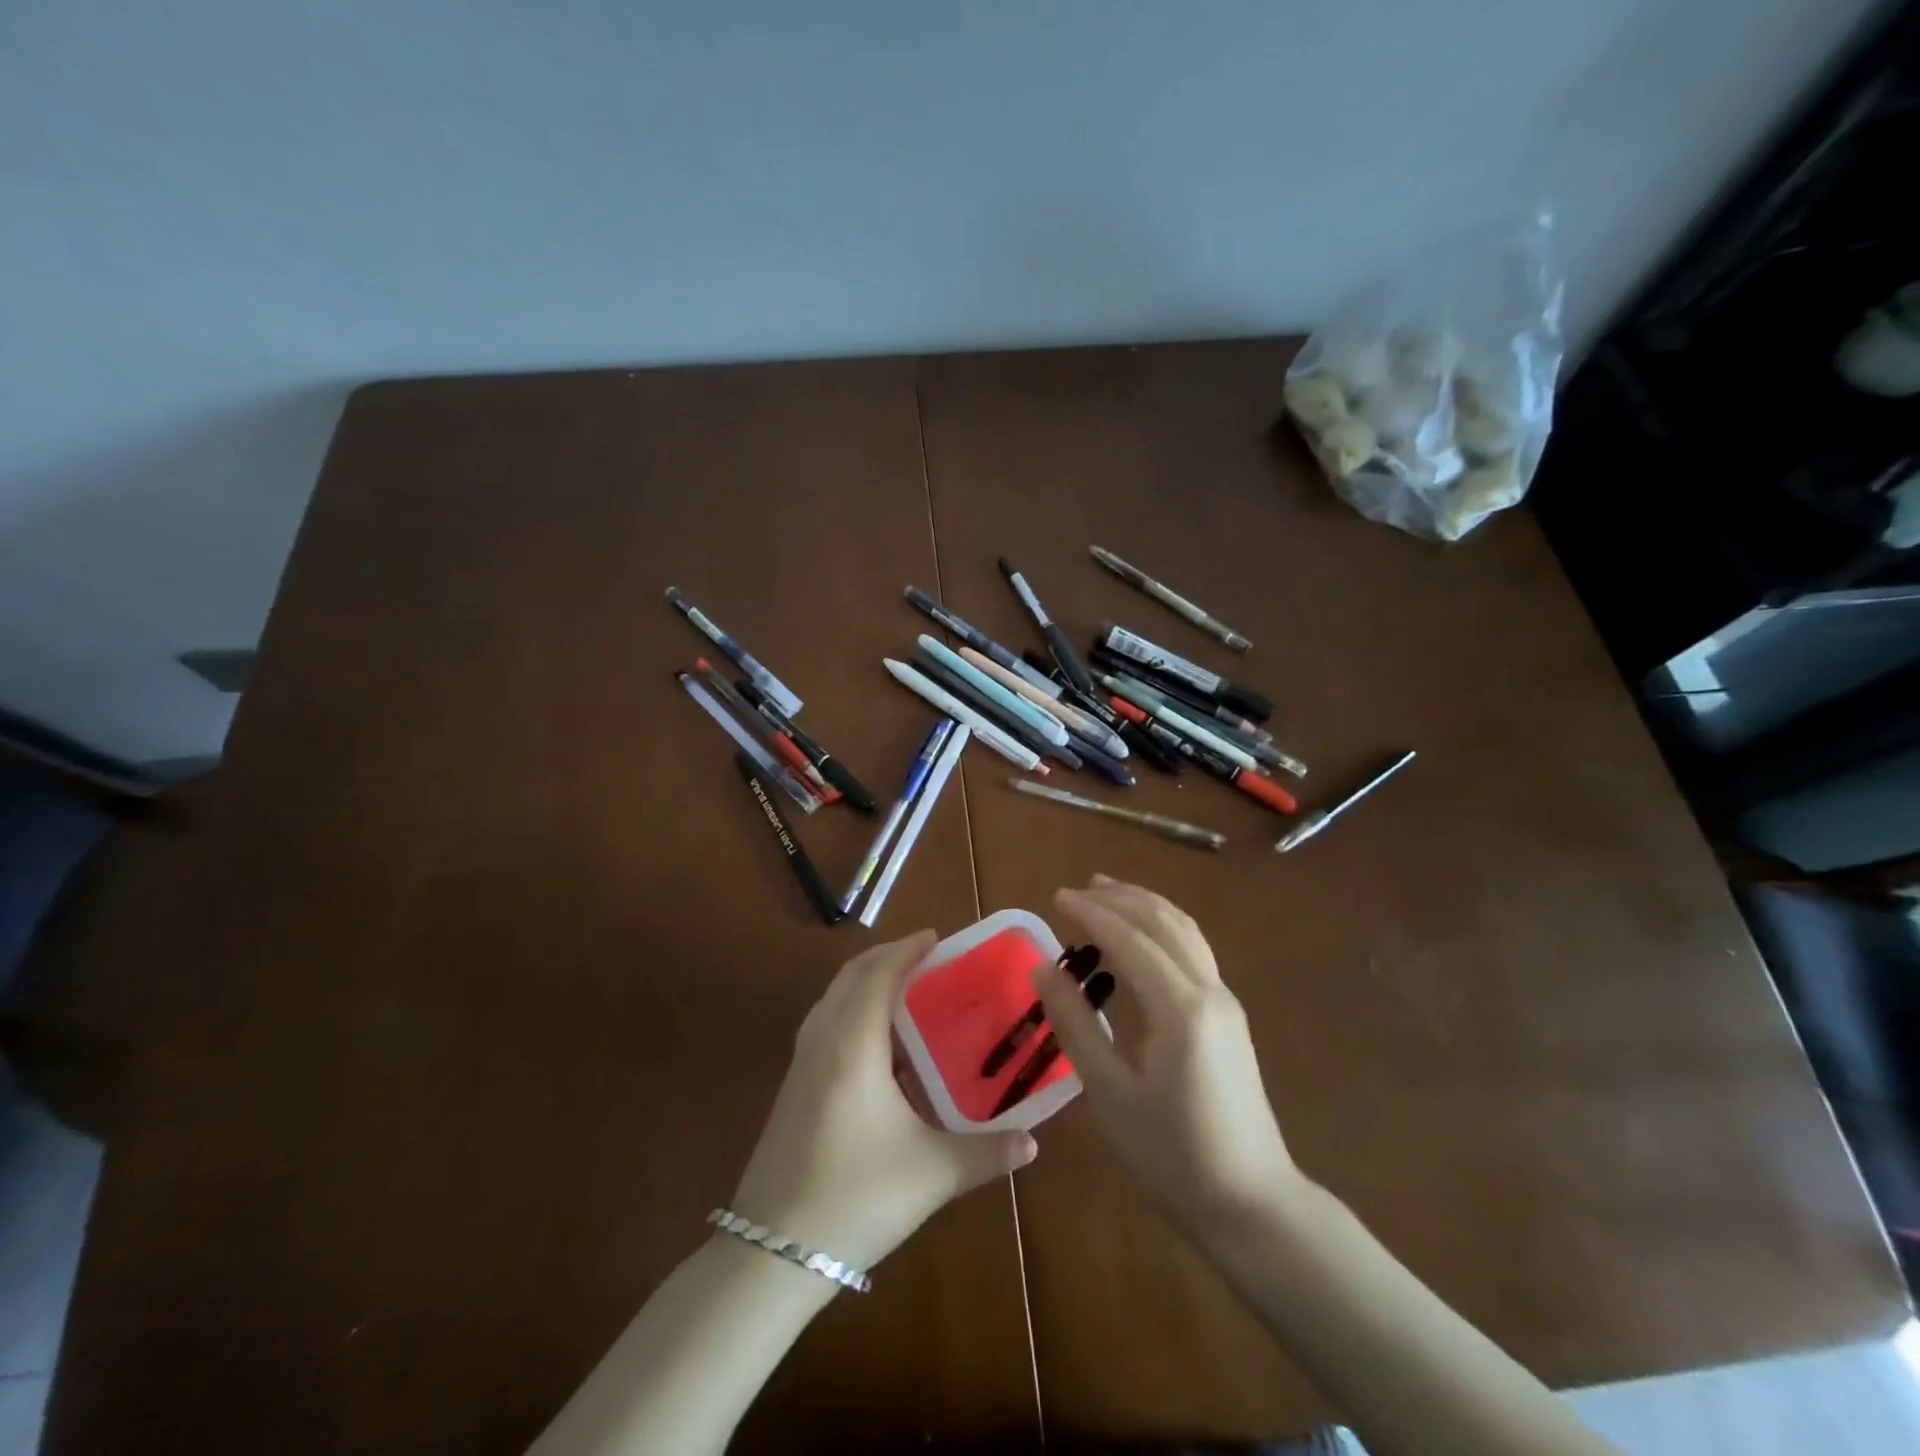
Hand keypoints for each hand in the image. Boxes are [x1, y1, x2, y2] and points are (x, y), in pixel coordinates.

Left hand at [730, 931, 1037, 1271]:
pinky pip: (822, 1023)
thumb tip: (1033, 1142)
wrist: (770, 1255)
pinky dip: (848, 1007)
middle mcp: (822, 1041)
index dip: (906, 949)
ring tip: (901, 989)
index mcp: (854, 1045)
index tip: (935, 937)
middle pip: (850, 976)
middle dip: (885, 956)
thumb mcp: (932, 1175)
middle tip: (924, 957)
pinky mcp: (790, 1089)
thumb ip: (987, 1153)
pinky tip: (872, 1043)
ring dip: (863, 980)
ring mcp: (799, 1064)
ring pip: (831, 998)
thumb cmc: (855, 1198)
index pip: (879, 975)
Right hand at [1034, 876, 1301, 1235]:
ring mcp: (1224, 1000)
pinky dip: (1161, 927)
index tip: (1055, 897)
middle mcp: (1208, 990)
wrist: (1251, 1204)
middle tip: (1076, 891)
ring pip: (1184, 930)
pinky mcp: (1227, 1015)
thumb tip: (1043, 968)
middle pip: (1162, 922)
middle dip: (1119, 898)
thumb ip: (1075, 1024)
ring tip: (1106, 892)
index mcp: (1180, 1008)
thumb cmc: (1171, 1154)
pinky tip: (1139, 937)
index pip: (1129, 939)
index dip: (1090, 913)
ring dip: (1144, 905)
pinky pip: (1192, 950)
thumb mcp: (1109, 1092)